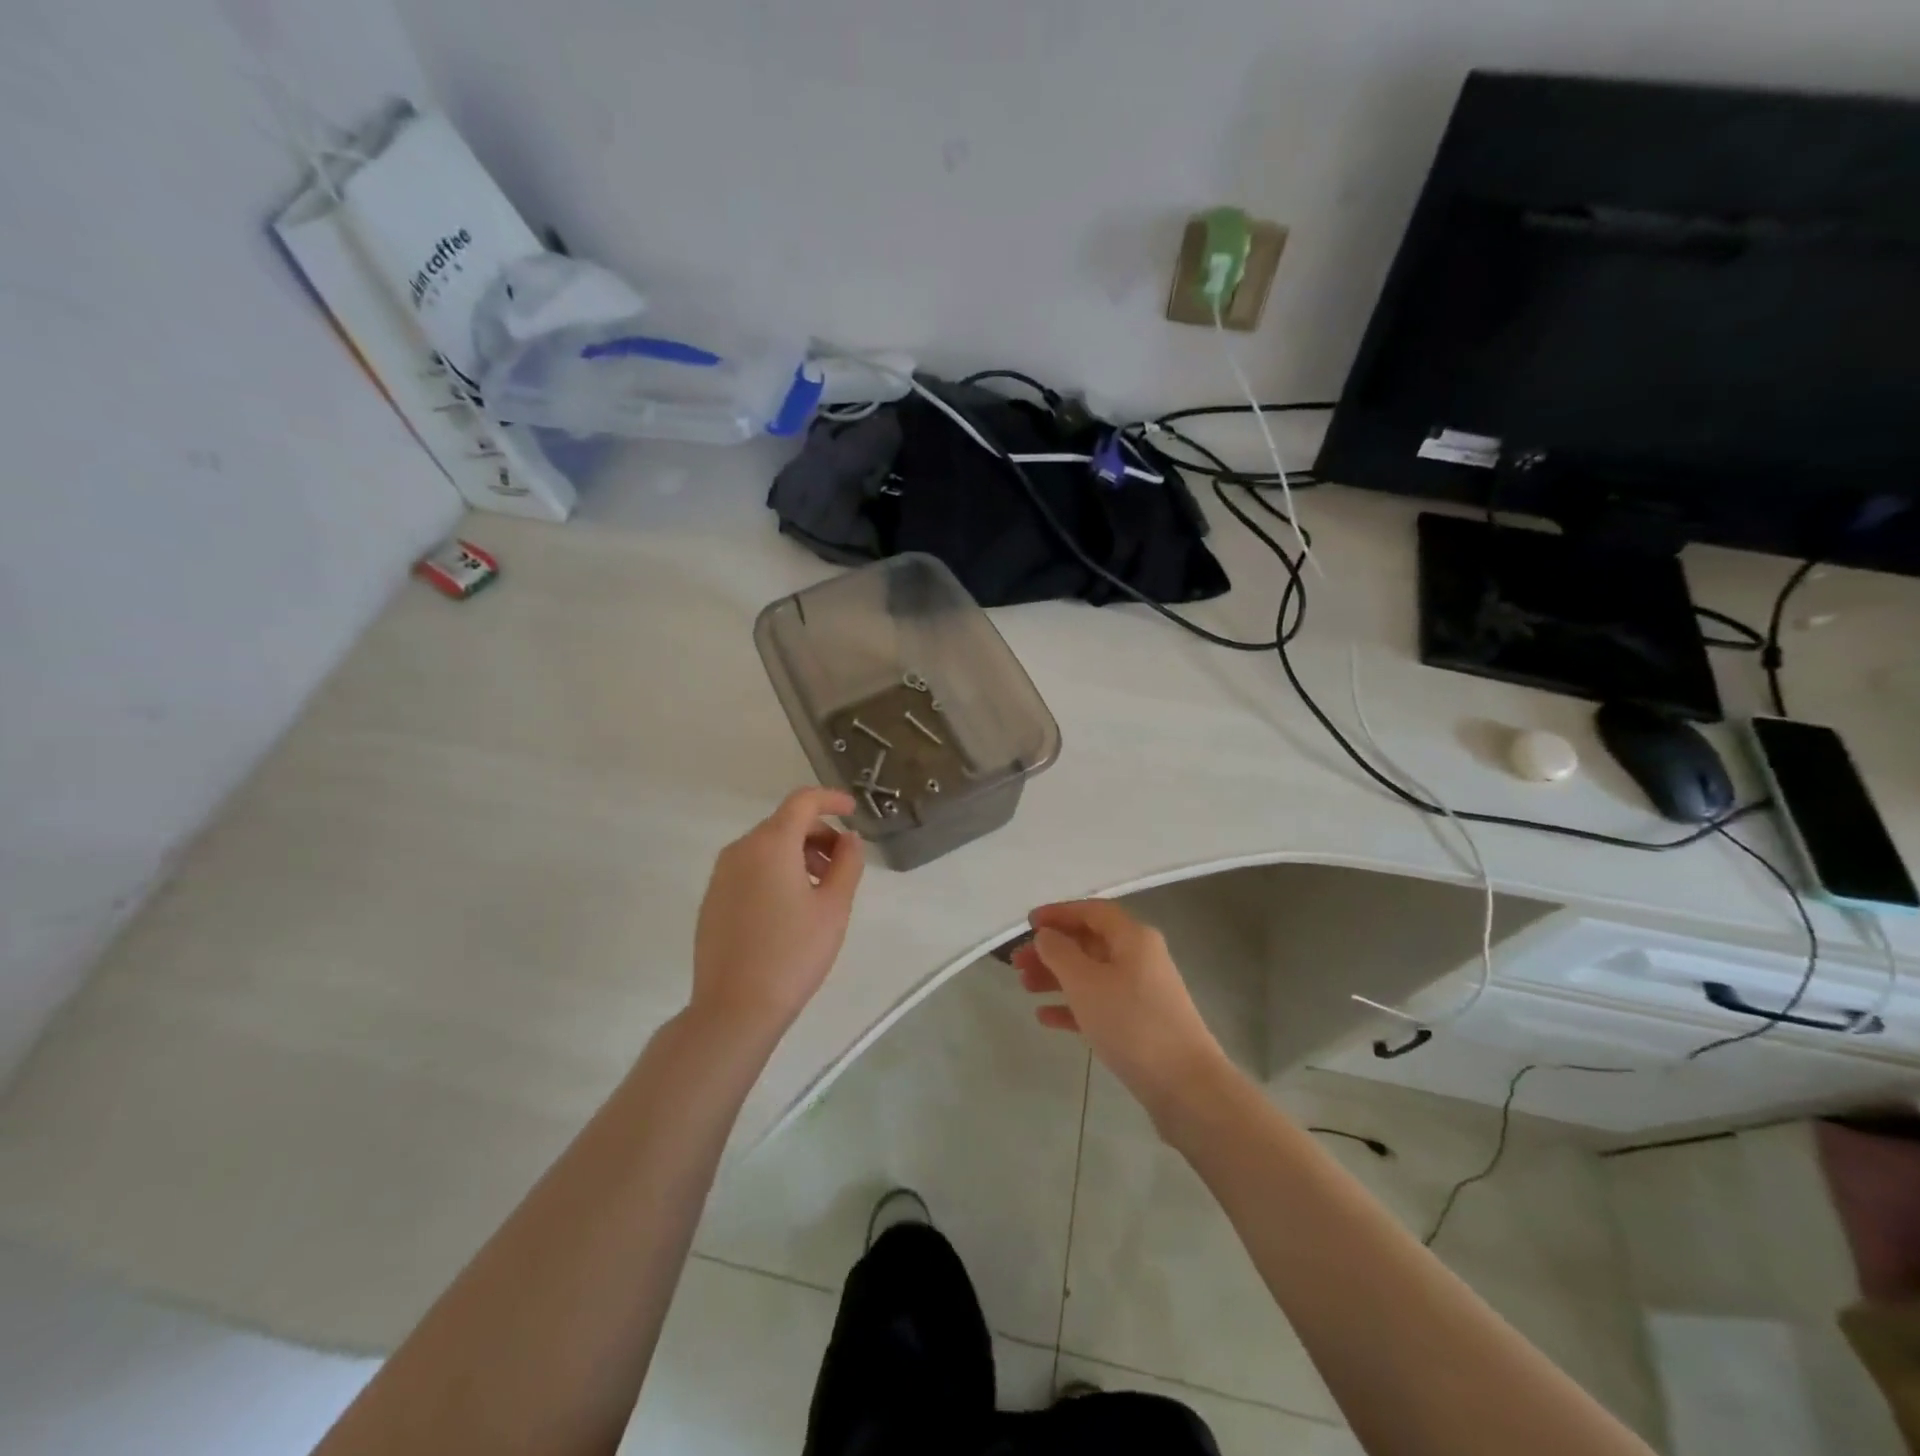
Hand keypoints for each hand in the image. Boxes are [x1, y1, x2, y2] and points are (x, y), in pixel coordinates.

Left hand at [690, 788, 864, 1041]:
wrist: (734, 1008)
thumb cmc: (793, 953)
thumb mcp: (834, 907)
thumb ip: (847, 863)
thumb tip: (848, 839)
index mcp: (771, 845)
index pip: (803, 802)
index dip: (831, 799)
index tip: (853, 811)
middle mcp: (740, 850)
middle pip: (784, 824)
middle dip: (818, 834)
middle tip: (843, 864)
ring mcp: (721, 875)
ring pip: (766, 847)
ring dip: (798, 854)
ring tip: (821, 889)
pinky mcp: (713, 899)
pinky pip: (750, 868)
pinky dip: (776, 871)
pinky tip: (791, 906)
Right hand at [1012, 899, 1227, 1110]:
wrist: (1184, 1086)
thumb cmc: (1130, 1022)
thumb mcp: (1085, 982)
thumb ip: (1059, 952)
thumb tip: (1047, 935)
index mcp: (1133, 937)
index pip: (1091, 911)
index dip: (1058, 913)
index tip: (1027, 923)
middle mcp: (1140, 958)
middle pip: (1089, 943)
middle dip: (1052, 949)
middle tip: (1017, 963)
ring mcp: (1142, 992)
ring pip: (1091, 974)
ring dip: (1057, 977)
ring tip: (1024, 987)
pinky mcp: (1139, 1023)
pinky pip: (1099, 1004)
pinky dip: (1072, 1006)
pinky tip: (1044, 1017)